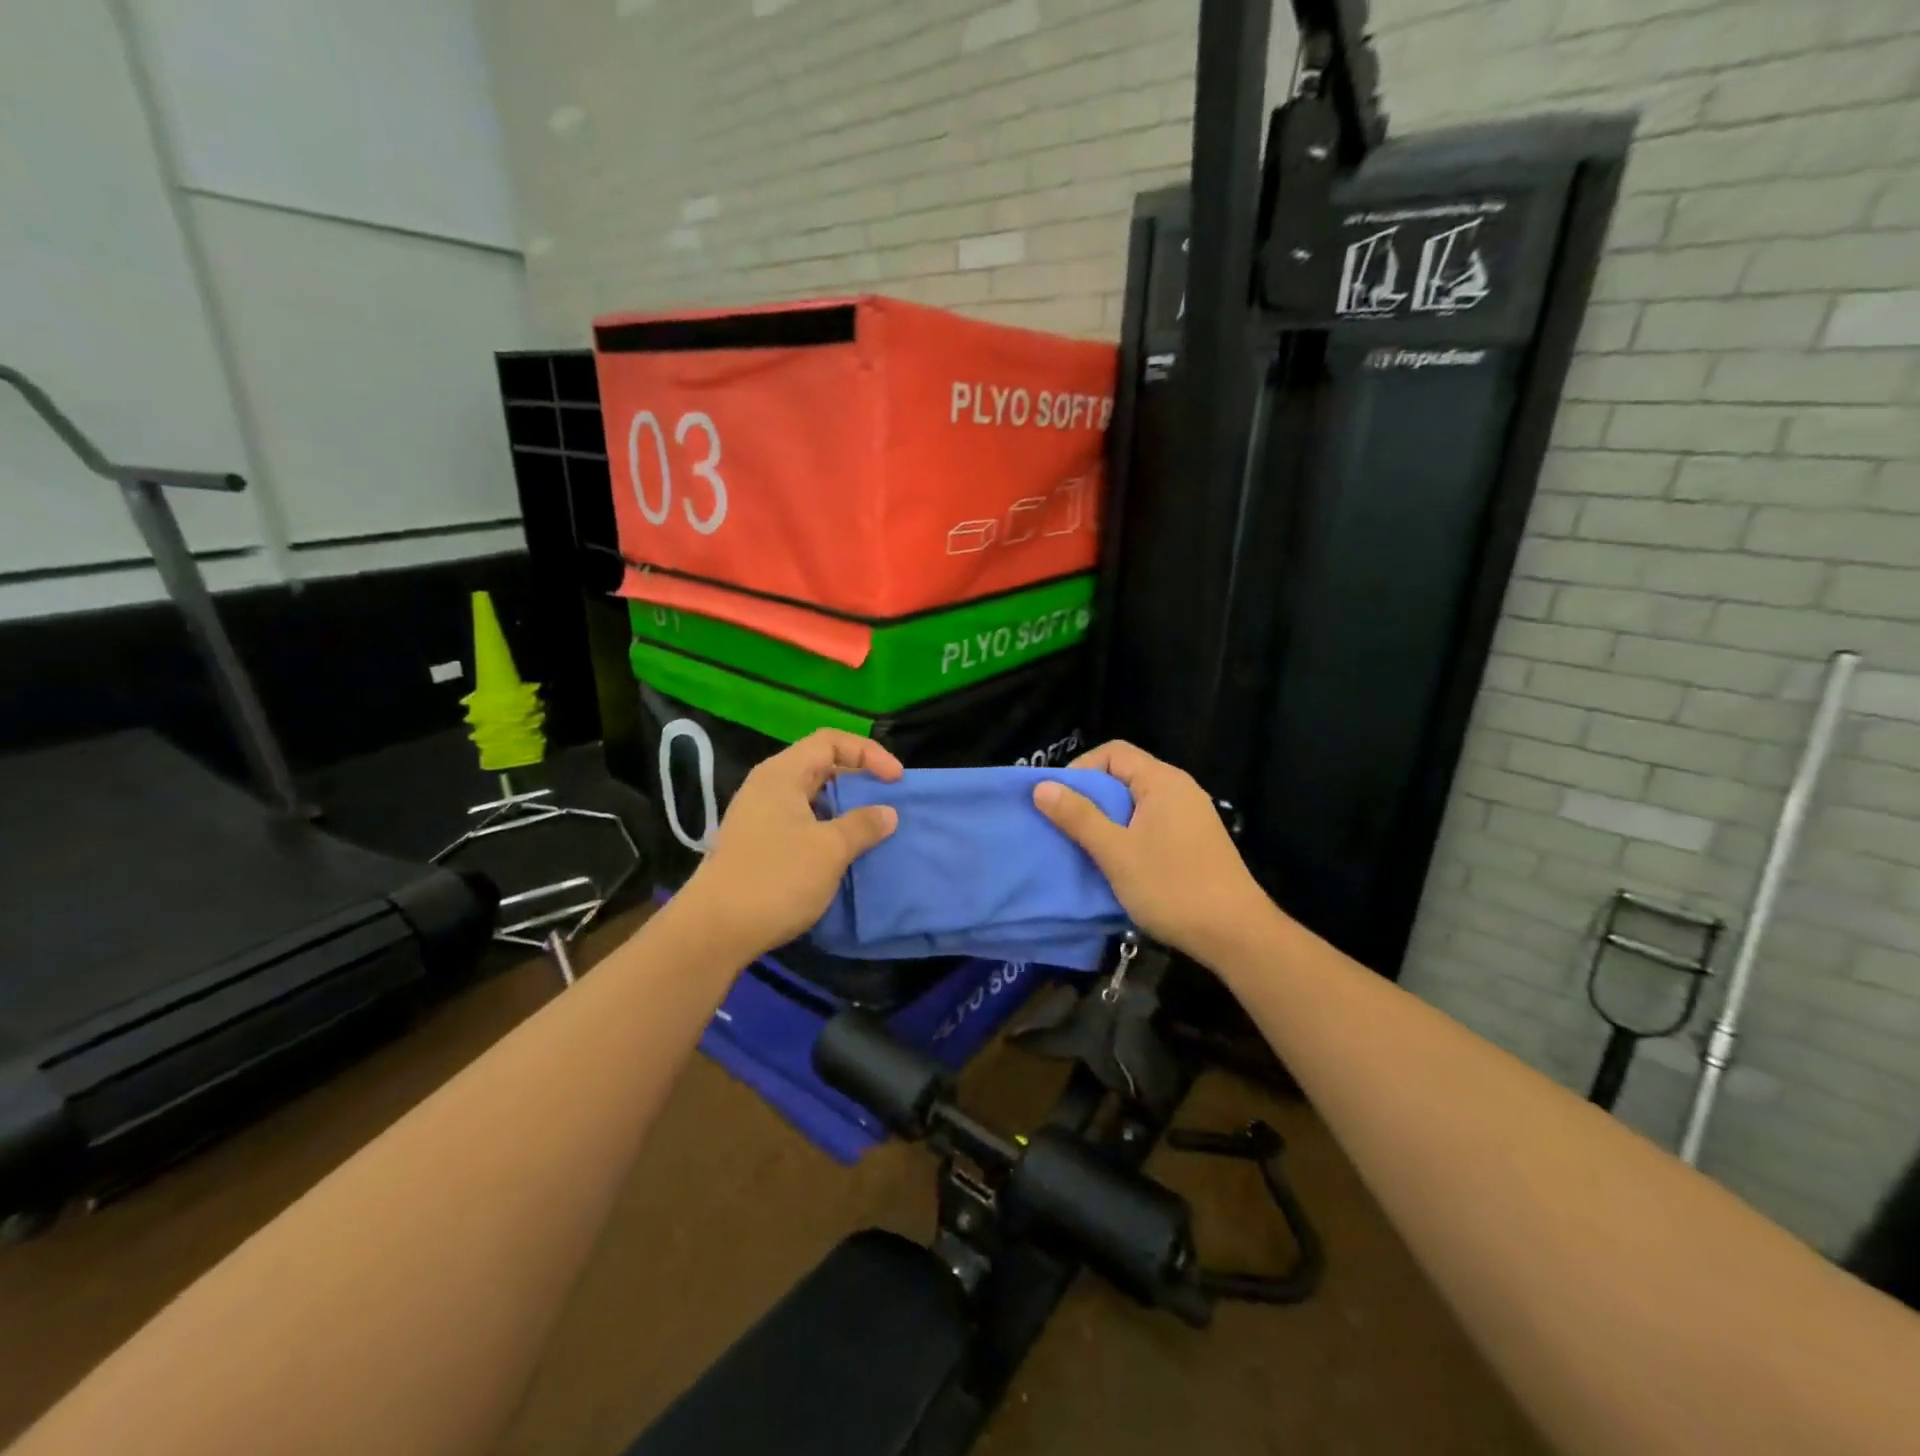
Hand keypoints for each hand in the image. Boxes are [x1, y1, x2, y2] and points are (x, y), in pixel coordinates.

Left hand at [676, 729, 901, 962]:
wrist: (716, 931)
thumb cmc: (776, 879)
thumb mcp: (829, 849)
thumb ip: (863, 825)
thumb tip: (887, 813)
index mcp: (782, 774)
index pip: (830, 741)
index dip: (868, 753)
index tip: (896, 780)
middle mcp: (768, 787)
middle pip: (821, 765)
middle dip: (859, 778)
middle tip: (889, 800)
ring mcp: (761, 817)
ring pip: (812, 797)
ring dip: (845, 807)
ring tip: (874, 826)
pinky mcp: (760, 844)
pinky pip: (803, 822)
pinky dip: (829, 828)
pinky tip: (845, 851)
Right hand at [1033, 740, 1272, 965]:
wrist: (1235, 933)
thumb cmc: (1172, 887)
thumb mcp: (1116, 852)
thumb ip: (1079, 817)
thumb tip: (1042, 786)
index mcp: (1162, 781)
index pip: (1113, 752)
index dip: (1081, 769)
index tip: (1060, 801)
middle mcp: (1180, 788)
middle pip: (1126, 774)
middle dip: (1091, 796)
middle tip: (1067, 826)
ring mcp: (1191, 814)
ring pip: (1138, 801)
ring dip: (1109, 818)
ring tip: (1087, 845)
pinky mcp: (1196, 839)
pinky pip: (1153, 821)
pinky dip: (1129, 832)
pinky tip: (1120, 861)